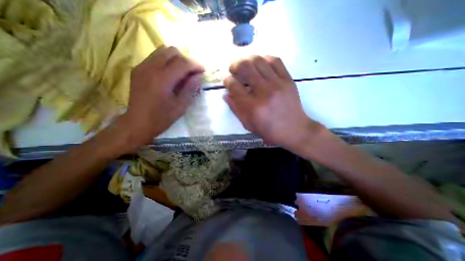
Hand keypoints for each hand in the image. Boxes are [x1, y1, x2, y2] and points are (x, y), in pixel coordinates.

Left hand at [115, 46, 203, 152]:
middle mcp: (151, 68)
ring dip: (176, 59)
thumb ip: (190, 88)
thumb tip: (199, 76)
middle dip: (186, 60)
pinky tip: (170, 74)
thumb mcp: (180, 106)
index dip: (195, 65)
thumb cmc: (161, 118)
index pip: (183, 63)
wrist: (137, 123)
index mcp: (163, 79)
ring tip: (183, 72)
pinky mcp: (138, 69)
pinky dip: (166, 61)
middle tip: (193, 72)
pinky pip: (155, 57)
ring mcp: (142, 67)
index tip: (203, 71)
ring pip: (162, 51)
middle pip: (172, 51)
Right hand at [225, 55, 319, 146]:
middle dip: (235, 65)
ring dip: (248, 59)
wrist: (294, 130)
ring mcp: (277, 84)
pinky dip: (264, 58)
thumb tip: (226, 95)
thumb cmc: (269, 131)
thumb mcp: (249, 125)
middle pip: (245, 67)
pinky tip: (260, 63)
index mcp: (253, 107)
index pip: (234, 86)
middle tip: (233, 69)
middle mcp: (264, 92)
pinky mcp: (288, 79)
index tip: (226, 80)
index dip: (227, 80)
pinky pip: (275, 61)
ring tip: (245, 64)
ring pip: (259, 60)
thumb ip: (236, 109)